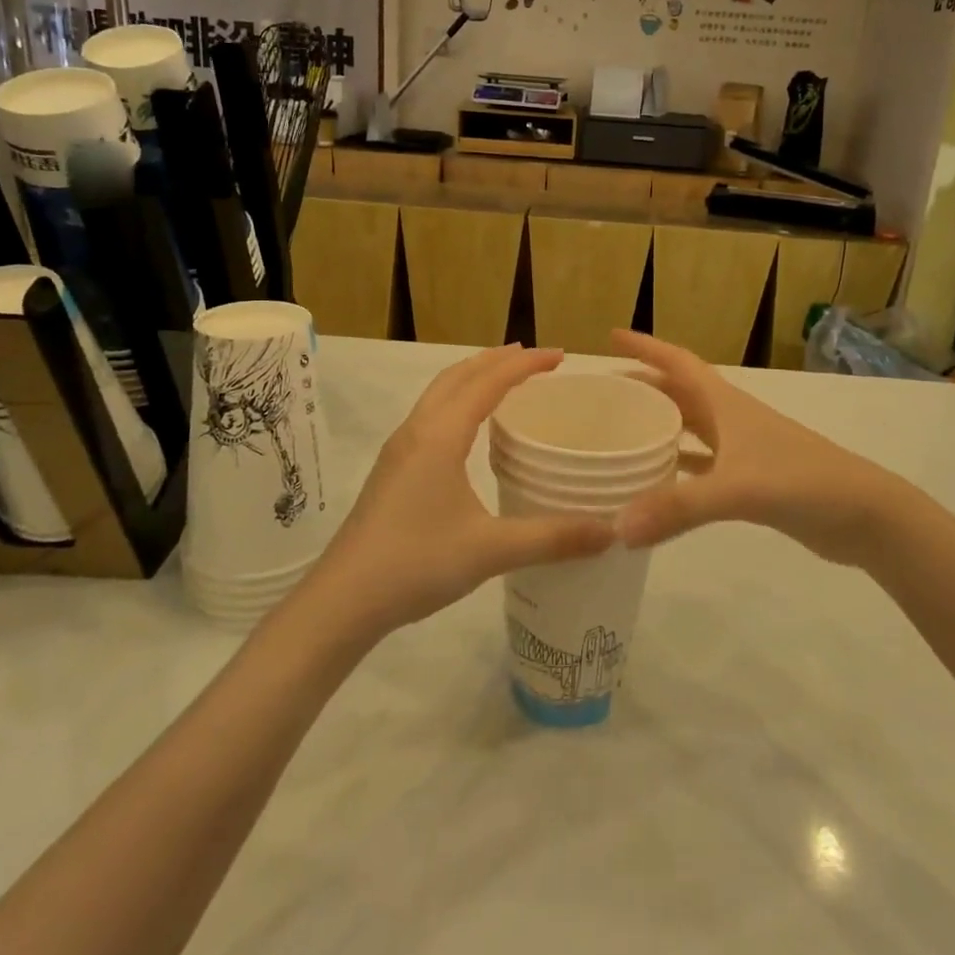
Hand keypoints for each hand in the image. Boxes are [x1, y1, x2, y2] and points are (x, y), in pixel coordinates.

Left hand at [300, 345, 614, 638]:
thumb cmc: (416, 563)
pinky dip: (457, 401)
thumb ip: (552, 538)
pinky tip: (469, 431)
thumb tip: (611, 532)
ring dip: (473, 377)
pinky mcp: (392, 470)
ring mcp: (399, 450)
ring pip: (439, 394)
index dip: (526, 364)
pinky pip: (430, 415)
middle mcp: (417, 431)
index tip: (560, 356)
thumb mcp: (490, 551)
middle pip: (459, 375)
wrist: (343, 599)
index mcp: (440, 435)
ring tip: (504, 380)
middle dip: (497, 360)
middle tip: (535, 359)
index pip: (488, 382)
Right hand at [610, 330, 896, 566]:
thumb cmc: (803, 481)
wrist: (865, 515)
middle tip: (603, 394)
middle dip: (644, 387)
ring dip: (659, 425)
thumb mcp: (739, 489)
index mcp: (726, 403)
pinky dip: (677, 468)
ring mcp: (742, 449)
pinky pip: (701, 465)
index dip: (646, 347)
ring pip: (689, 428)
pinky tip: (656, 481)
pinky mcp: (750, 479)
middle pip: (679, 392)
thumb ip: (679, 507)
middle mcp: (731, 418)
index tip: (611, 337)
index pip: (678, 362)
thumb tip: (617, 527)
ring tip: (621, 433)